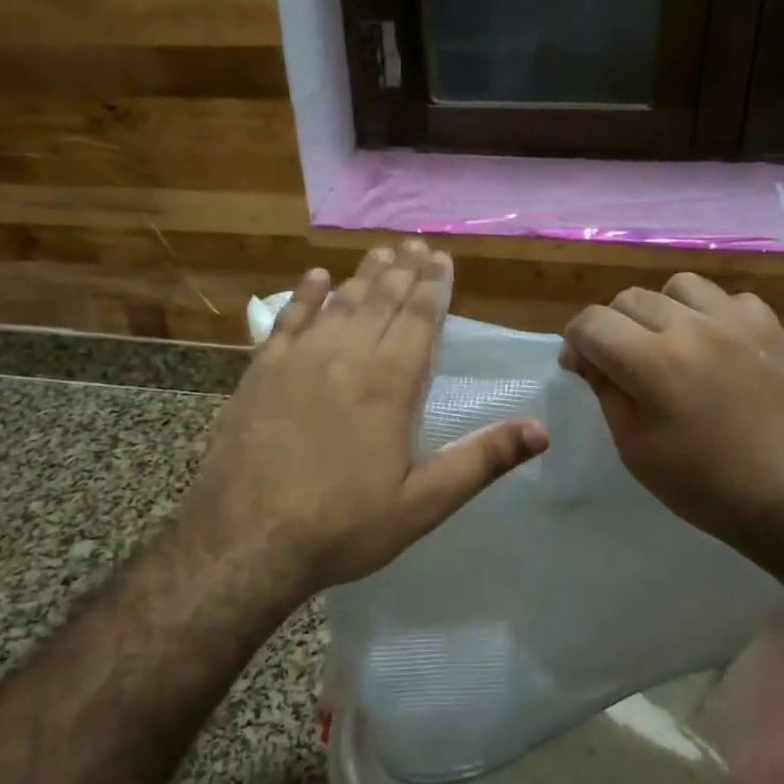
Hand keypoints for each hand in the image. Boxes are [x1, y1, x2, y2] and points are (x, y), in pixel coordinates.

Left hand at [179, 242, 547, 602]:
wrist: (244, 540)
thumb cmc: (341, 526)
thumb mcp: (422, 504)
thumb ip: (480, 461)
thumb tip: (540, 431)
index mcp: (387, 385)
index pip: (418, 320)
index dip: (433, 286)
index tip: (441, 257)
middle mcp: (344, 358)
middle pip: (379, 302)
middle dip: (402, 271)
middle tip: (415, 243)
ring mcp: (297, 361)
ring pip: (337, 304)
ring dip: (362, 276)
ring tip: (381, 254)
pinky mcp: (259, 373)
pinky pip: (287, 321)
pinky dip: (304, 296)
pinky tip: (315, 277)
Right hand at [560, 273, 783, 547]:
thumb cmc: (705, 485)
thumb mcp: (636, 450)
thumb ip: (607, 393)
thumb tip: (589, 360)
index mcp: (653, 362)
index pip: (592, 323)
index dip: (575, 341)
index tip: (579, 366)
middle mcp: (692, 328)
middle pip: (629, 298)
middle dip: (611, 326)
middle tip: (618, 360)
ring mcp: (736, 322)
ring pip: (678, 286)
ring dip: (659, 309)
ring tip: (666, 341)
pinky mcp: (770, 328)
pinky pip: (727, 298)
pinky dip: (709, 313)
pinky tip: (713, 343)